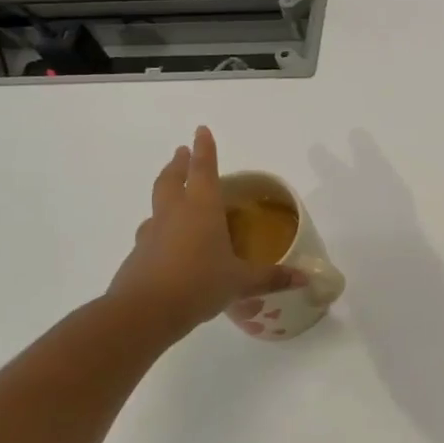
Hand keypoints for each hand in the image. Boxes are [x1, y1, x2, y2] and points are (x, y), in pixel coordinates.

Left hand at [107, 127, 304, 341]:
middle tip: (180, 152)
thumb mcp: (242, 283)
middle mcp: (174, 214)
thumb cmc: (199, 285)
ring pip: (157, 204)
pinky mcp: (138, 255)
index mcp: (202, 210)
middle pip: (172, 179)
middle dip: (178, 164)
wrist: (143, 312)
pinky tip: (166, 242)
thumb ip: (272, 278)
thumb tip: (305, 278)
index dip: (204, 150)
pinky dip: (159, 228)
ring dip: (165, 193)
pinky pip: (151, 232)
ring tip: (172, 196)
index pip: (204, 171)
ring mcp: (152, 233)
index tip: (201, 130)